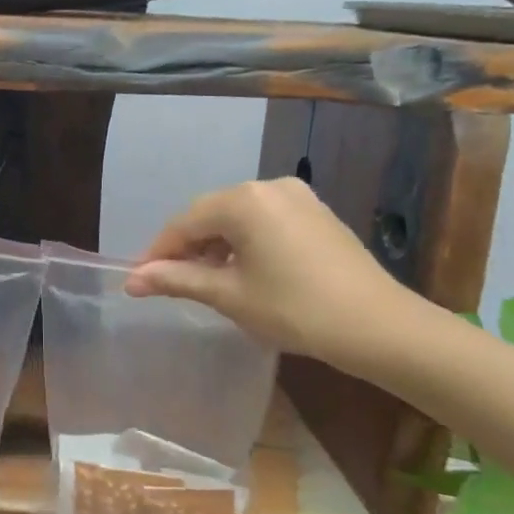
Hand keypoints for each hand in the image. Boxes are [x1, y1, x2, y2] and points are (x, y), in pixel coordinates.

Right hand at [125, 176, 408, 362]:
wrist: (381, 327)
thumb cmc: (295, 309)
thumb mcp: (229, 295)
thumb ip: (177, 280)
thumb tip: (132, 281)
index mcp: (243, 200)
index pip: (184, 223)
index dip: (158, 252)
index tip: (139, 280)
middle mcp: (268, 186)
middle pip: (210, 214)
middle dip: (187, 248)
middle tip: (169, 282)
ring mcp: (297, 197)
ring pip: (238, 217)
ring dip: (216, 246)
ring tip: (205, 281)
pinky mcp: (316, 213)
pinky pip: (265, 221)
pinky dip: (245, 243)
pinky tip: (243, 271)